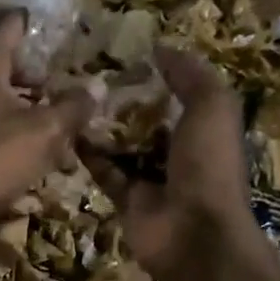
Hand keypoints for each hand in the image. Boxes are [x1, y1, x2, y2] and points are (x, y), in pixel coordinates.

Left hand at [0, 13, 93, 243]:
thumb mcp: (44, 133)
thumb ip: (73, 108)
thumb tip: (98, 87)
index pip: (3, 32)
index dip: (21, 21)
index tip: (35, 14)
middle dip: (25, 72)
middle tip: (51, 79)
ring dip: (17, 107)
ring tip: (46, 120)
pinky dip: (4, 134)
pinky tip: (23, 154)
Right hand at [85, 46, 259, 279]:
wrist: (193, 233)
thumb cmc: (208, 165)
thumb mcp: (212, 107)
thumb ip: (189, 75)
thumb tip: (160, 47)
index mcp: (205, 127)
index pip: (180, 93)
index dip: (157, 73)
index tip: (125, 51)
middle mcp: (179, 151)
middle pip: (147, 119)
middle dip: (123, 99)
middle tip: (90, 72)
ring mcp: (152, 177)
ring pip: (123, 145)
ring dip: (102, 125)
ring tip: (74, 96)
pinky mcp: (127, 199)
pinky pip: (106, 172)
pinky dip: (89, 155)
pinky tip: (68, 131)